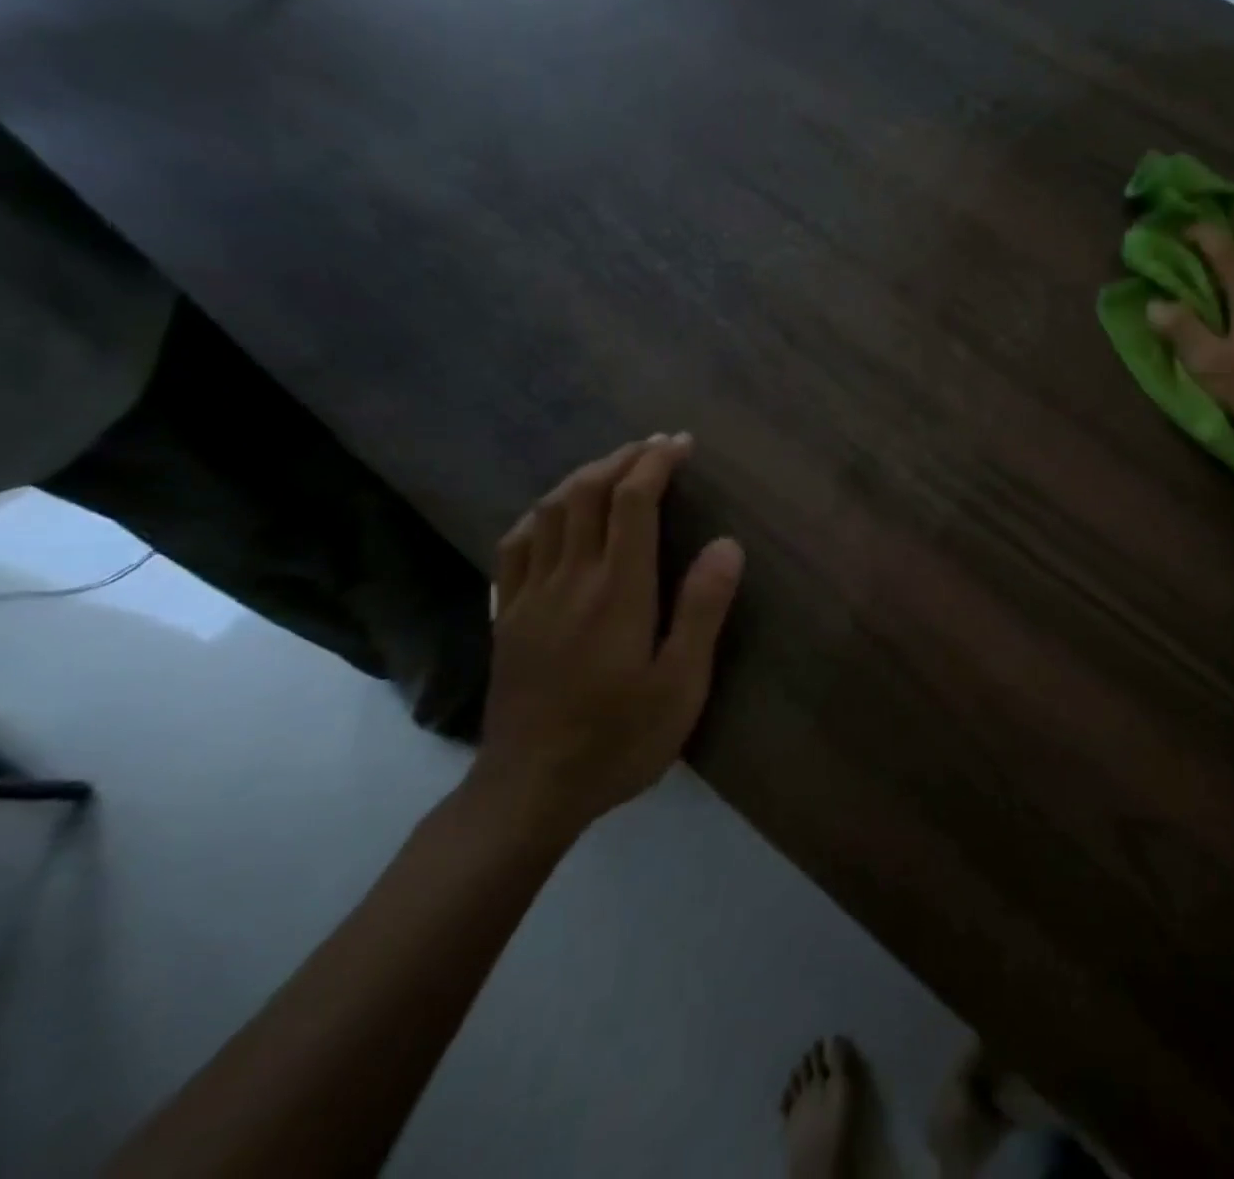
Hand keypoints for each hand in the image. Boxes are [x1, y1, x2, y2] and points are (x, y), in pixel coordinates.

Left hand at [467, 434, 743, 838]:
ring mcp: (530, 595)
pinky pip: (516, 545)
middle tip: (656, 446)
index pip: (632, 502)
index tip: (682, 444)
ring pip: (549, 511)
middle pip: (587, 494)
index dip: (656, 463)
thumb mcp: (681, 683)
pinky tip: (553, 514)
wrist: (530, 790)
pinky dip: (541, 513)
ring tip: (614, 468)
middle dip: (623, 459)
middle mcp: (569, 579)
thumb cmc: (619, 738)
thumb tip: (726, 543)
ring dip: (583, 477)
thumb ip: (702, 609)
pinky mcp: (507, 615)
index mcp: (617, 591)